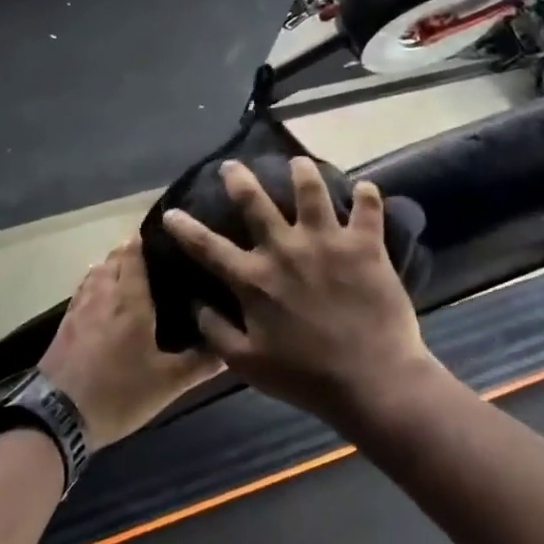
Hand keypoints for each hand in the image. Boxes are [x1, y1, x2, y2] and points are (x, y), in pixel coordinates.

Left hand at [39, 238, 221, 449]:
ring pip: (96, 272)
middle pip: (114, 258)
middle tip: (157, 262)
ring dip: (112, 267)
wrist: (58, 416)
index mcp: (129, 299)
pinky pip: (83, 290)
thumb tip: (231, 346)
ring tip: (133, 278)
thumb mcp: (168, 383)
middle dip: (132, 253)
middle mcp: (102, 293)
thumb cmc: (118, 392)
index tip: (169, 238)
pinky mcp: (64, 323)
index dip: (147, 240)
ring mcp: (79, 307)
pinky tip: (106, 302)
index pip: (134, 253)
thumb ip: (201, 363)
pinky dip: (96, 285)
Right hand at [163, 158, 433, 429]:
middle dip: (239, 179)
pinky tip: (365, 188)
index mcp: (254, 280)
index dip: (185, 229)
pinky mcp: (364, 246)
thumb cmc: (306, 378)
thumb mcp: (248, 364)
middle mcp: (285, 250)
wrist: (372, 381)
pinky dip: (366, 196)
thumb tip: (196, 305)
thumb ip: (217, 332)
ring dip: (302, 172)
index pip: (208, 247)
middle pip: (254, 202)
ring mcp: (326, 243)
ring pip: (310, 191)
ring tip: (299, 162)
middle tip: (232, 166)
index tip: (171, 212)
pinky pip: (367, 208)